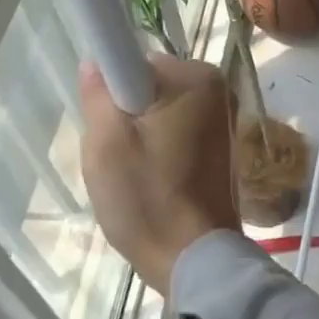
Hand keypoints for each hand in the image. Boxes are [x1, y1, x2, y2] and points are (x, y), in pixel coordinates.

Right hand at [80, 55, 241, 293]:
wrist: (195, 257)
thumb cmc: (148, 197)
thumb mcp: (106, 143)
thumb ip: (98, 93)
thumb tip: (95, 62)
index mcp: (195, 78)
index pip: (134, 62)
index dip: (110, 89)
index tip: (103, 121)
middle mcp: (217, 89)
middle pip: (147, 87)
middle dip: (125, 114)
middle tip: (116, 155)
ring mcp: (222, 117)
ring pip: (158, 111)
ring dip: (139, 134)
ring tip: (134, 173)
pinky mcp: (220, 144)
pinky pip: (174, 130)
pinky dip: (157, 148)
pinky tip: (152, 179)